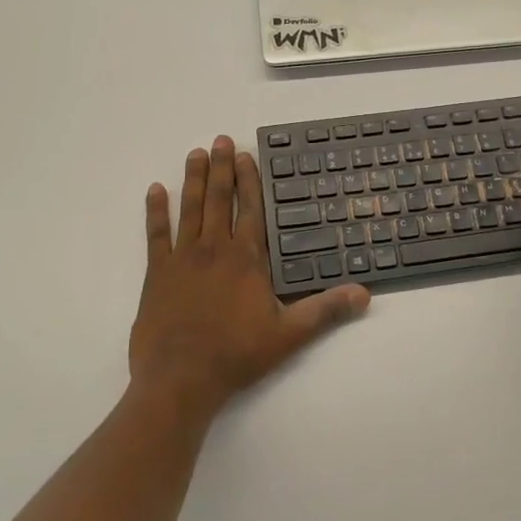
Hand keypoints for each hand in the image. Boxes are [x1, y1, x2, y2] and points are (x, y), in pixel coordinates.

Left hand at [130, 136, 368, 420]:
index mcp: (246, 259)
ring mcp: (183, 259)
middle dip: (222, 168)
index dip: (250, 181)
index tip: (247, 155)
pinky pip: (156, 235)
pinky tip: (155, 190)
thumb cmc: (237, 355)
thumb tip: (364, 294)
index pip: (251, 210)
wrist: (180, 379)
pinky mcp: (157, 274)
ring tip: (195, 154)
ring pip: (190, 209)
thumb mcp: (289, 335)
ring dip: (194, 180)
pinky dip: (155, 211)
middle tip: (220, 140)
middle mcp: (214, 249)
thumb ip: (326, 311)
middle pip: (220, 200)